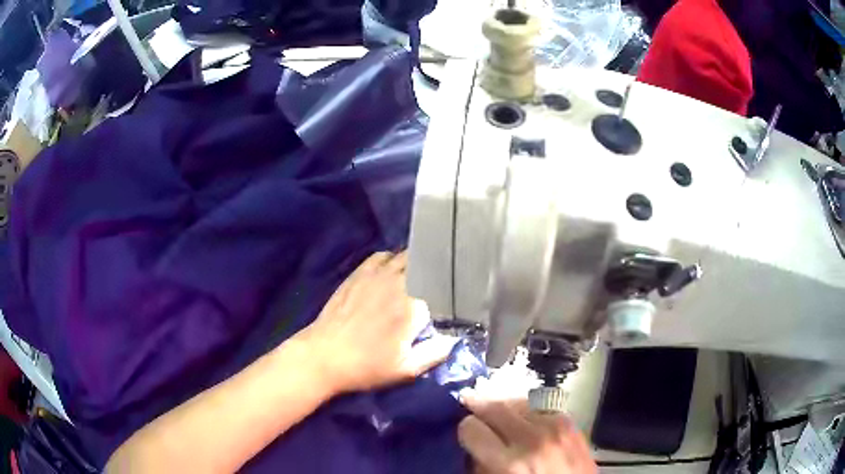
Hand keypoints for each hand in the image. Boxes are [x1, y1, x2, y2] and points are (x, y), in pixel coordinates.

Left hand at [299, 251, 454, 393]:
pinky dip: (391, 258)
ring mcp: (376, 275)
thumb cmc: (367, 366)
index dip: (449, 293)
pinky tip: (392, 269)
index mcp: (414, 306)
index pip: (442, 288)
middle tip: (439, 285)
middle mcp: (398, 283)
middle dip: (435, 272)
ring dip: (416, 262)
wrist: (324, 356)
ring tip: (422, 272)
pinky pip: (380, 256)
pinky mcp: (358, 274)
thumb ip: (435, 353)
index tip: (452, 300)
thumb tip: (455, 339)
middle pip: (425, 265)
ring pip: (404, 256)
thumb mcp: (406, 369)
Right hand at [458, 391, 596, 473]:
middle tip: (470, 406)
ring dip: (504, 406)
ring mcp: (554, 427)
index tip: (466, 433)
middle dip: (479, 406)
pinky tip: (524, 419)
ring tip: (498, 413)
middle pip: (494, 406)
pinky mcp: (569, 422)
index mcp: (510, 463)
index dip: (466, 430)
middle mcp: (532, 440)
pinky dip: (527, 409)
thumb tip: (472, 443)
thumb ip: (481, 464)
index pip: (471, 428)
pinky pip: (539, 405)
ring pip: (516, 400)